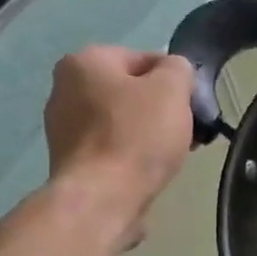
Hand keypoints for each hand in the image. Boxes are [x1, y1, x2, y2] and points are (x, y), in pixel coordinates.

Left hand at [42, 46, 195, 244]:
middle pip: (132, 89)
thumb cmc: (138, 136)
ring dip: (148, 130)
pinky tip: (147, 167)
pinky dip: (131, 150)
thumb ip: (178, 68)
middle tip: (186, 131)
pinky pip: (111, 143)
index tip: (194, 107)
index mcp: (86, 61)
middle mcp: (64, 85)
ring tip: (170, 152)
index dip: (178, 82)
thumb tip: (175, 71)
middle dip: (162, 107)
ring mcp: (62, 123)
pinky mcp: (70, 156)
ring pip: (123, 117)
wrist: (103, 196)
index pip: (147, 59)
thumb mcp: (172, 90)